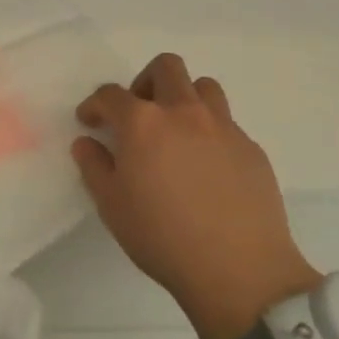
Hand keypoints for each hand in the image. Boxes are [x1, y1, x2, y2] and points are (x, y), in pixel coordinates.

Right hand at [73, 53, 319, 338]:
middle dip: (144, 81)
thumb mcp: (112, 206)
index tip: (90, 121)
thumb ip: (94, 167)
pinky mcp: (251, 148)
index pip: (111, 95)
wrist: (239, 270)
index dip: (95, 104)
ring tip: (176, 130)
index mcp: (143, 122)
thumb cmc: (163, 237)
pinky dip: (210, 132)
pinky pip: (227, 124)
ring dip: (184, 98)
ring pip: (204, 87)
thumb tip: (87, 142)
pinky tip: (206, 167)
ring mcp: (223, 127)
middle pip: (166, 67)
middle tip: (138, 114)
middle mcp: (184, 112)